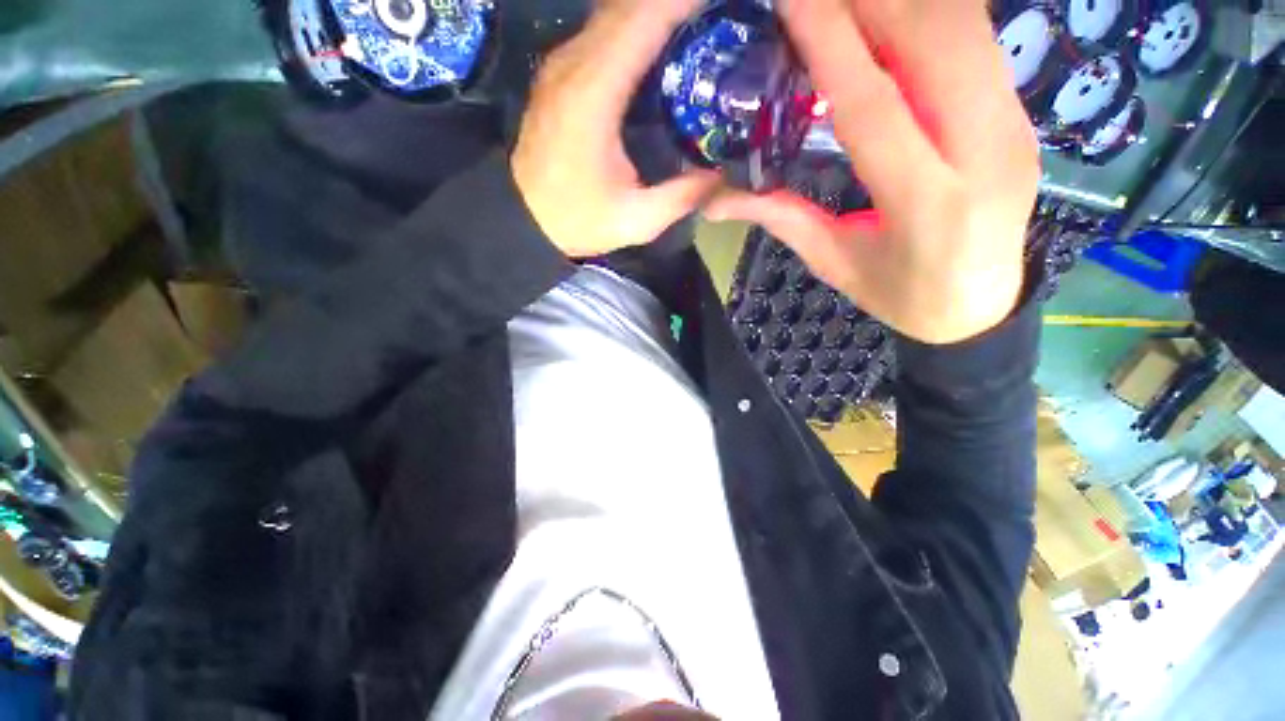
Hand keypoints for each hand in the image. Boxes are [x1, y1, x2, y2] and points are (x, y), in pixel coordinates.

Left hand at [512, 0, 718, 258]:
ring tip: (696, 25)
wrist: (522, 218)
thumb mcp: (635, 220)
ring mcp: (563, 64)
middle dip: (675, 4)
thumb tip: (720, 174)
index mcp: (595, 93)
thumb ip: (682, 196)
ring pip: (613, 13)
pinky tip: (660, 43)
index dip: (684, 3)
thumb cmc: (576, 219)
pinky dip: (634, 26)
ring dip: (654, 11)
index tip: (722, 5)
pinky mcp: (560, 73)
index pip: (644, 18)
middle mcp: (575, 64)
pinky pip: (602, 32)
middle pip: (629, 5)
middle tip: (717, 17)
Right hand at [705, 0, 1039, 343]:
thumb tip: (717, 201)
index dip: (830, 43)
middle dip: (869, 1)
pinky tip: (890, 17)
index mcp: (926, 206)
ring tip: (848, 2)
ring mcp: (1015, 125)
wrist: (980, 306)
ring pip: (964, 27)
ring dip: (900, 2)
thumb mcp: (833, 263)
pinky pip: (976, 40)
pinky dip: (928, 14)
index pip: (871, 105)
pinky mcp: (1020, 113)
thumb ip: (781, 219)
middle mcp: (984, 152)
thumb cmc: (899, 295)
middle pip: (932, 42)